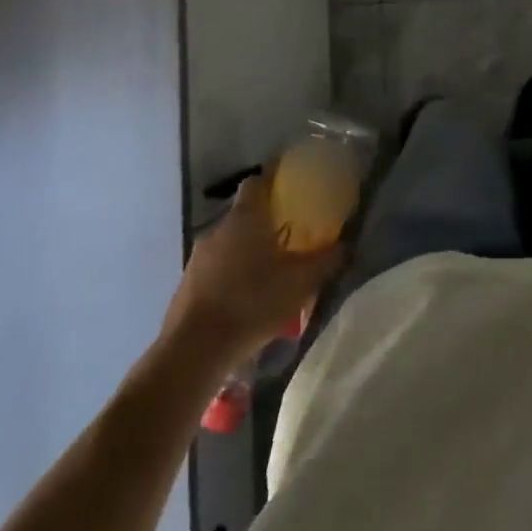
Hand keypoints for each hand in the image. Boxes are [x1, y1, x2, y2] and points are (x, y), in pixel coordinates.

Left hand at [163, 173, 344, 365]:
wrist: (195, 349)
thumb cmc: (253, 302)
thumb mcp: (301, 282)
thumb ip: (326, 261)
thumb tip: (346, 245)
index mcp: (246, 217)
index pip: (257, 181)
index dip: (273, 181)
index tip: (289, 188)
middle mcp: (218, 228)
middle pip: (243, 214)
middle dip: (264, 223)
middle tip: (287, 239)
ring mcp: (197, 256)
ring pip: (228, 244)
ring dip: (245, 252)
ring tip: (267, 274)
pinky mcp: (186, 284)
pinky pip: (213, 269)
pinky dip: (229, 276)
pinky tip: (244, 300)